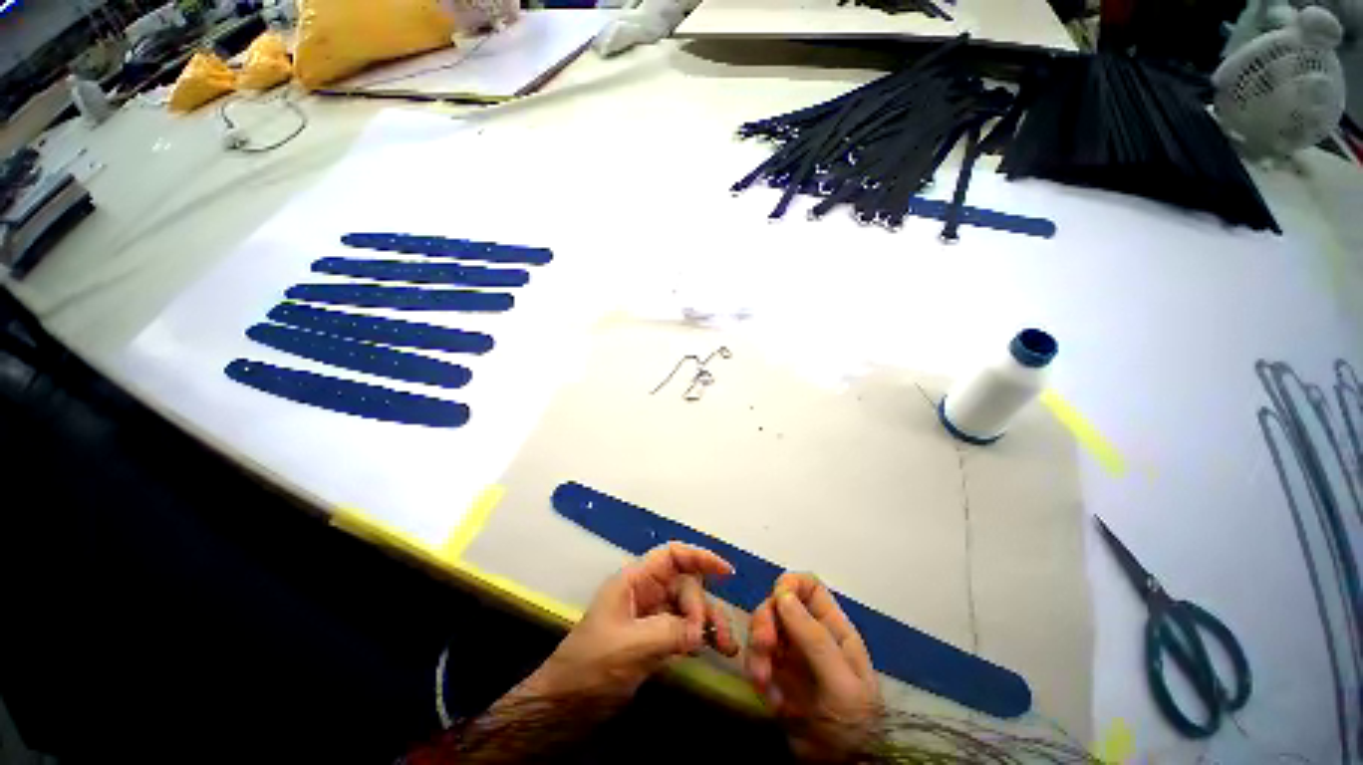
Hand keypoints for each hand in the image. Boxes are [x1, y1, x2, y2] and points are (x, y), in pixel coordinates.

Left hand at [523, 542, 738, 700]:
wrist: (564, 707)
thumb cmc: (590, 668)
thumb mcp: (630, 646)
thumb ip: (668, 632)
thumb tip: (700, 630)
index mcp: (634, 581)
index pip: (672, 556)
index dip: (699, 557)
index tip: (726, 572)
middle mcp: (645, 593)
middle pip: (685, 584)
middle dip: (702, 606)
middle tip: (711, 636)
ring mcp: (650, 617)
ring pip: (688, 608)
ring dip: (708, 623)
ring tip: (728, 648)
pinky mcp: (654, 640)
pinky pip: (684, 630)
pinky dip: (700, 637)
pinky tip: (715, 651)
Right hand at [746, 573, 882, 761]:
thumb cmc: (853, 725)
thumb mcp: (842, 684)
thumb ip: (814, 638)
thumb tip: (783, 594)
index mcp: (833, 629)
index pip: (809, 587)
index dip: (790, 584)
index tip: (776, 599)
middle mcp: (809, 635)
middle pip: (778, 605)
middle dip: (765, 621)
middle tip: (762, 647)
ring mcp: (790, 655)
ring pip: (763, 629)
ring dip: (756, 651)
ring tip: (761, 681)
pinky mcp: (775, 676)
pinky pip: (756, 659)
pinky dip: (756, 673)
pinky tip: (768, 699)